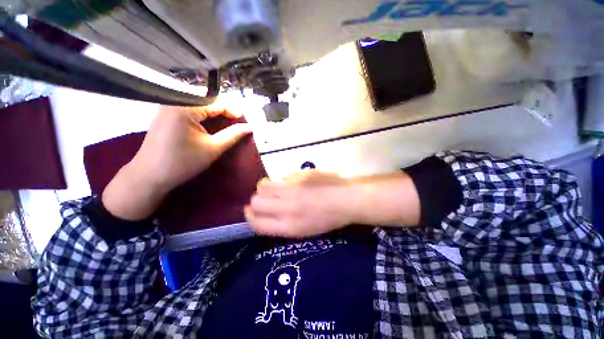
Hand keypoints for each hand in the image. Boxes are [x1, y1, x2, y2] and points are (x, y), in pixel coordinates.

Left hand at [102, 106, 250, 220]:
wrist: (150, 175)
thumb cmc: (183, 162)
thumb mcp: (213, 148)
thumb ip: (233, 135)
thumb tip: (249, 127)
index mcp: (185, 107)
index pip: (216, 103)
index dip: (233, 111)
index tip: (245, 121)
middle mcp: (174, 101)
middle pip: (207, 102)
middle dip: (224, 112)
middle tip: (237, 123)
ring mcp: (167, 107)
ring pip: (198, 106)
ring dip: (214, 114)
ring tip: (226, 125)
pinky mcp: (165, 115)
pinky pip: (189, 110)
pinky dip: (202, 116)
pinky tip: (209, 125)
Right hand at [245, 171, 352, 237]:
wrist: (347, 200)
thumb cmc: (328, 219)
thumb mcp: (304, 230)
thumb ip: (282, 223)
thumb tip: (267, 210)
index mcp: (289, 226)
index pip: (257, 224)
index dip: (250, 217)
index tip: (251, 212)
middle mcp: (287, 208)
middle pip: (255, 203)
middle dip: (255, 202)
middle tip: (263, 199)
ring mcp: (293, 189)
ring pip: (263, 186)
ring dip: (264, 188)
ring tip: (274, 188)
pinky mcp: (300, 175)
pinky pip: (282, 177)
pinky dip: (283, 181)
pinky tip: (295, 183)